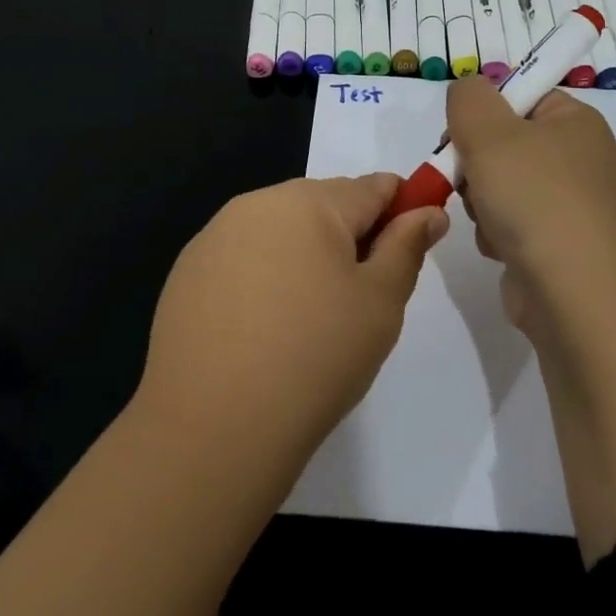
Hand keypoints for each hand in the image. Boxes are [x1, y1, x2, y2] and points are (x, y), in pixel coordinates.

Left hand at [135, 175, 447, 464]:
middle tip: (358, 299)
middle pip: (324, 204)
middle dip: (350, 237)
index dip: (402, 210)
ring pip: (281, 230)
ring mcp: (215, 237)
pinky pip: (243, 258)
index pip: (374, 187)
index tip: (407, 251)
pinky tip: (263, 330)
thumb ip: (407, 247)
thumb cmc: (315, 357)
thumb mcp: (380, 303)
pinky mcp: (187, 272)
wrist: (213, 429)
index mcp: (310, 202)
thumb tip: (428, 212)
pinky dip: (263, 278)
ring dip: (304, 256)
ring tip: (308, 320)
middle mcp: (258, 203)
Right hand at [446, 79, 615, 326]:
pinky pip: (510, 224)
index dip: (484, 112)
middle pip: (505, 143)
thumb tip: (469, 93)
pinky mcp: (557, 245)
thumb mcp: (490, 131)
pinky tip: (500, 248)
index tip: (462, 135)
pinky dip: (496, 234)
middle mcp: (578, 159)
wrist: (576, 295)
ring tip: (490, 221)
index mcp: (576, 122)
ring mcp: (570, 205)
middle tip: (469, 179)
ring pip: (500, 185)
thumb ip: (468, 99)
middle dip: (475, 163)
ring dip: (481, 202)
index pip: (520, 96)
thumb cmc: (535, 198)